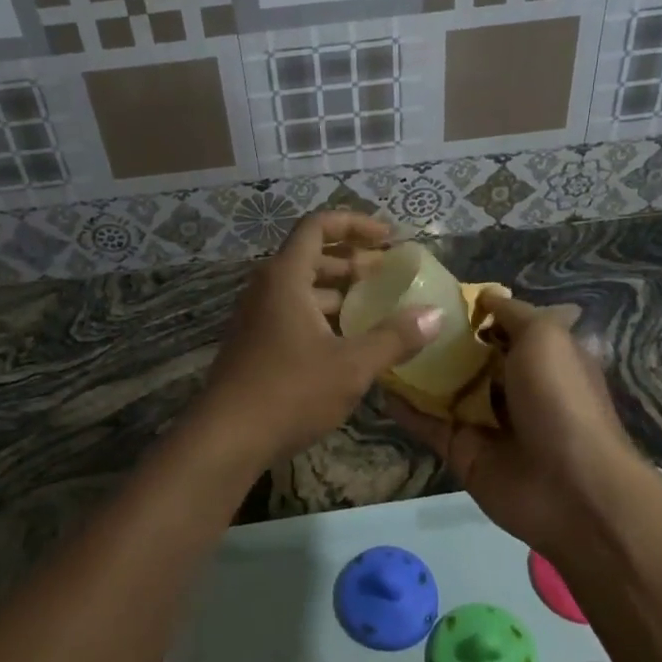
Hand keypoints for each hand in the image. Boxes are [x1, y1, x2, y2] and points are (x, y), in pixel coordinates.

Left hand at [198, 211, 439, 468]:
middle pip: (312, 254)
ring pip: (303, 286)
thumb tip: (436, 315)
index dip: (355, 224)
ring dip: (340, 289)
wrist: (225, 438)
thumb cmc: (290, 392)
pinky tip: (349, 339)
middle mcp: (267, 286)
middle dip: (353, 259)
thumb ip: (394, 338)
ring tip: (377, 305)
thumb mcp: (351, 365)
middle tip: (390, 274)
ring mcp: (257, 314)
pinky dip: (323, 313)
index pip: (318, 225)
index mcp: (286, 276)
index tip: (389, 238)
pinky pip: (293, 311)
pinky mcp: (255, 341)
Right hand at [388, 291, 643, 558]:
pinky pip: (427, 423)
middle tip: (394, 312)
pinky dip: (403, 406)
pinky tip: (377, 381)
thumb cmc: (560, 399)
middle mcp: (513, 388)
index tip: (435, 293)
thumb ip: (513, 314)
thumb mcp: (545, 337)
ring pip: (444, 389)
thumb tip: (485, 295)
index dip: (474, 312)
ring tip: (377, 339)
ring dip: (416, 369)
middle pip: (469, 357)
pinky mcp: (461, 450)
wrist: (570, 489)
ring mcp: (485, 421)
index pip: (503, 328)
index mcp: (541, 359)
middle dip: (438, 338)